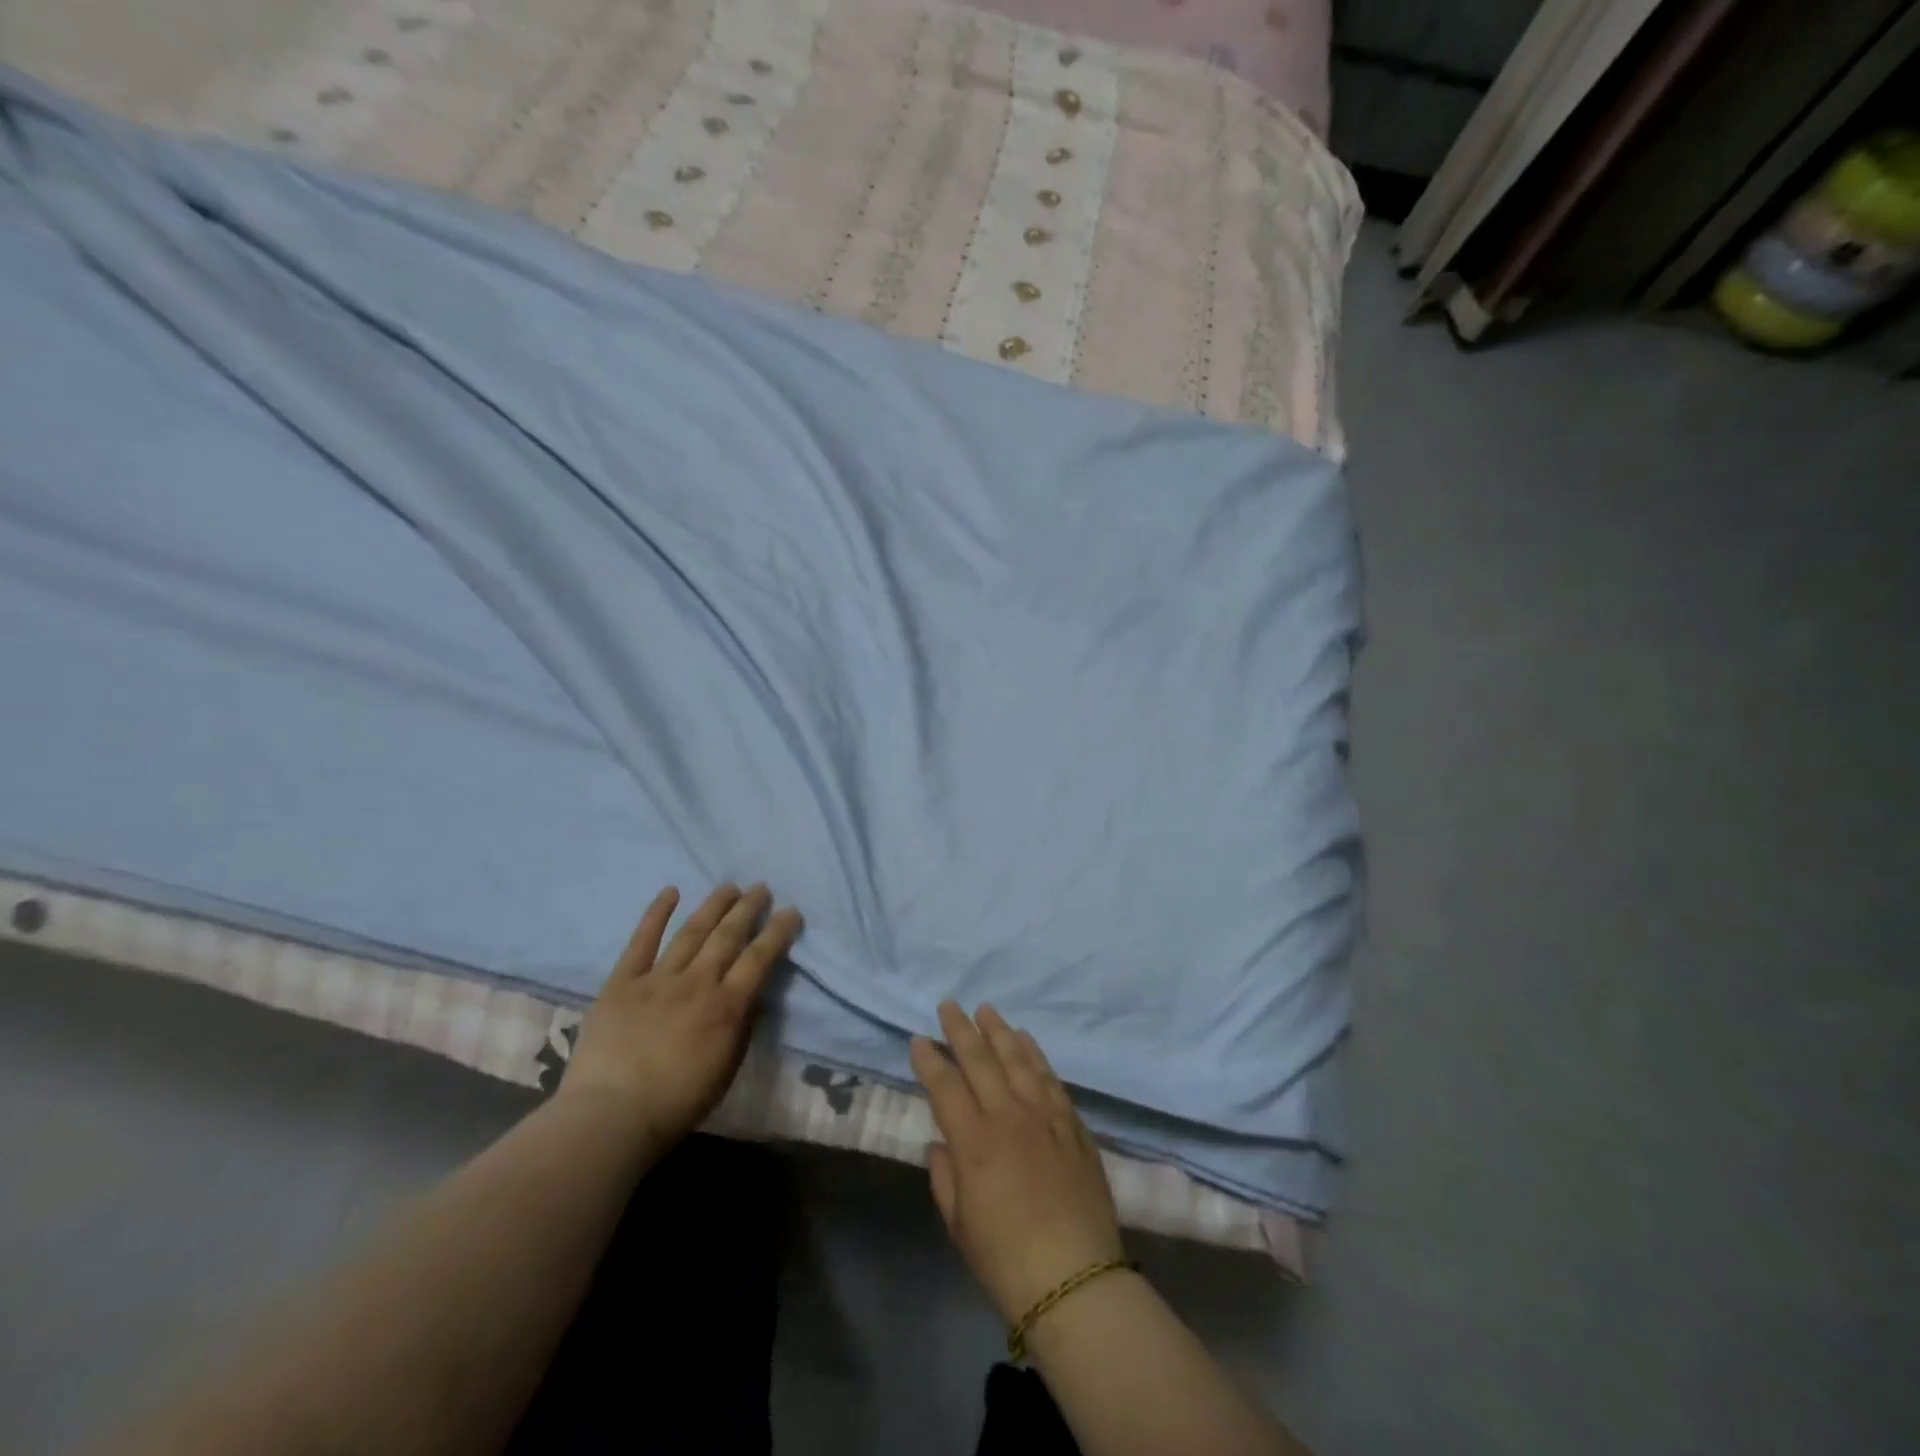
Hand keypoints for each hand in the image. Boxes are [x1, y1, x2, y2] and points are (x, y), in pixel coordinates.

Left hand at [562, 883, 802, 1151]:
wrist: (611, 1116)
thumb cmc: (677, 1102)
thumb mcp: (726, 1069)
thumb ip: (743, 1028)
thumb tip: (756, 996)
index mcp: (726, 1007)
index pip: (760, 958)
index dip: (778, 932)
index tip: (791, 911)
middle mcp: (697, 983)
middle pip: (728, 936)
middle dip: (748, 908)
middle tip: (761, 888)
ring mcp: (658, 979)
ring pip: (692, 932)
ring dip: (713, 906)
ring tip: (729, 887)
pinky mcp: (622, 983)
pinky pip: (641, 942)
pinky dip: (656, 914)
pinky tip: (670, 892)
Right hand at [911, 1002, 1125, 1325]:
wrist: (1075, 1278)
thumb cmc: (1005, 1259)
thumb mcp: (959, 1224)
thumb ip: (945, 1176)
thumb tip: (941, 1142)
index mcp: (975, 1141)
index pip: (946, 1086)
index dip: (930, 1060)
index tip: (919, 1039)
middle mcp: (1009, 1116)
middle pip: (981, 1060)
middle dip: (961, 1029)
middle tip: (949, 1004)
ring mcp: (1045, 1116)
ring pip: (1018, 1059)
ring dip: (999, 1031)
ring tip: (986, 1009)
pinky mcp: (1072, 1124)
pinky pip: (1050, 1078)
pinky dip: (1035, 1054)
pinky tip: (1026, 1040)